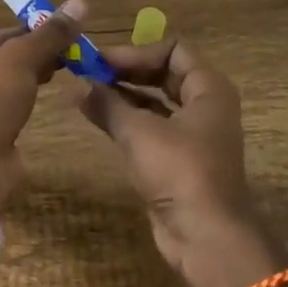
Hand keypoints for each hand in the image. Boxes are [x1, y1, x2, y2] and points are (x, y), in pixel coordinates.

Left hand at [0, 0, 84, 207]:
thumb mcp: (19, 61)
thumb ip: (48, 35)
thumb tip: (81, 2)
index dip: (32, 31)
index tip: (65, 30)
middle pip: (2, 59)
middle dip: (36, 53)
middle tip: (72, 50)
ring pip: (7, 84)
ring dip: (34, 76)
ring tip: (67, 68)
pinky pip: (8, 108)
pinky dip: (27, 100)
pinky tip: (48, 97)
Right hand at [68, 38, 278, 286]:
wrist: (205, 236)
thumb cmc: (179, 171)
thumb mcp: (139, 132)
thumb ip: (108, 104)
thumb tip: (79, 86)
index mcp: (208, 89)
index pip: (173, 50)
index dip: (136, 51)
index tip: (101, 61)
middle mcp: (205, 106)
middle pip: (163, 73)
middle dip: (126, 71)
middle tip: (89, 72)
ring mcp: (193, 134)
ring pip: (155, 101)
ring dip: (123, 95)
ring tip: (85, 91)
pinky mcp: (178, 159)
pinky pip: (151, 127)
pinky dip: (127, 118)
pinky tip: (97, 117)